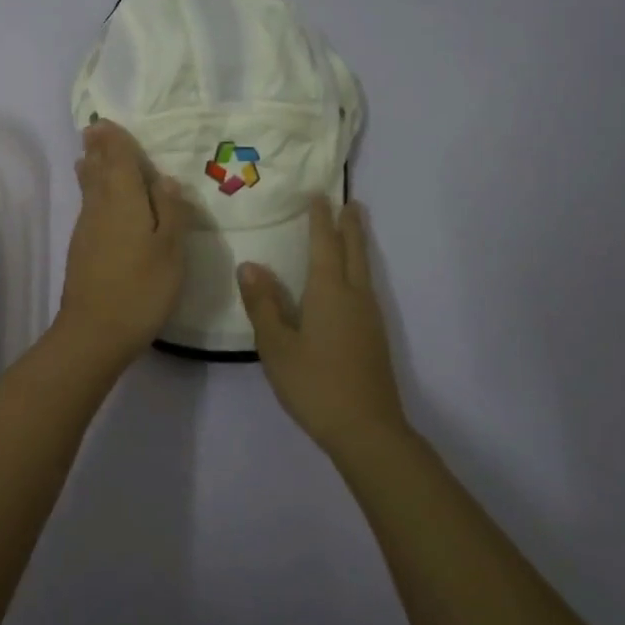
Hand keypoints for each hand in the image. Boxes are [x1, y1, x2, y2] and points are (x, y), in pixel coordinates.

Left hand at [56, 120, 190, 364]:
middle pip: (97, 170)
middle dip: (98, 149)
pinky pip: (88, 206)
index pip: (117, 160)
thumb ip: (170, 211)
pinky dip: (91, 191)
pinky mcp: (81, 249)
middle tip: (94, 128)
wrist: (94, 332)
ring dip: (91, 168)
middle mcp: (99, 208)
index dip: (115, 140)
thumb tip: (165, 179)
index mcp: (123, 201)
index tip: (108, 122)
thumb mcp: (170, 250)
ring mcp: (86, 229)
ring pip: (89, 188)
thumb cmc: (140, 289)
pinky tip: (95, 197)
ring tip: (90, 153)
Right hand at [239, 197, 406, 452]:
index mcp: (328, 292)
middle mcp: (354, 297)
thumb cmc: (314, 383)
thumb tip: (250, 265)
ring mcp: (369, 317)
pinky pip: (365, 287)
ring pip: (363, 269)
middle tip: (349, 202)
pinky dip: (358, 269)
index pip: (324, 245)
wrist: (366, 428)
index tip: (319, 196)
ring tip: (352, 230)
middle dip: (349, 226)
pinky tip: (350, 283)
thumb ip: (264, 304)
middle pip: (353, 252)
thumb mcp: (276, 345)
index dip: (320, 220)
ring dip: (356, 245)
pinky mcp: (374, 337)